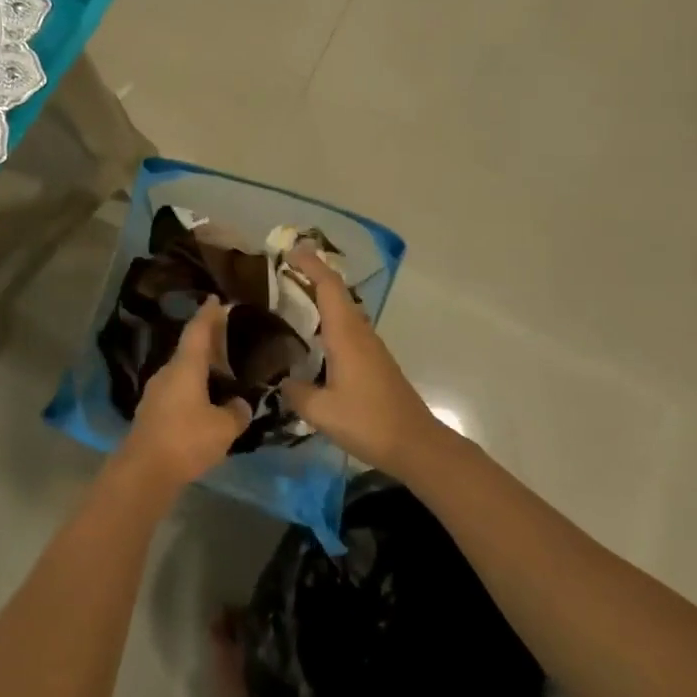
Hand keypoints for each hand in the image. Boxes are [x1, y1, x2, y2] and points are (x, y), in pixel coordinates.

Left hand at [117, 299, 252, 490]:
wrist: (144, 470)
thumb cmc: (186, 440)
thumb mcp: (223, 428)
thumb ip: (236, 412)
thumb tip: (241, 404)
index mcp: (185, 366)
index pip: (198, 331)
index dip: (208, 314)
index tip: (216, 299)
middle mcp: (167, 372)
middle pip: (189, 348)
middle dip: (208, 340)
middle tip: (226, 333)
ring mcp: (156, 392)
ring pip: (182, 369)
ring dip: (200, 366)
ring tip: (221, 369)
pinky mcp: (152, 412)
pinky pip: (177, 388)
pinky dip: (192, 385)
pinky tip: (205, 399)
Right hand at [280, 248, 446, 474]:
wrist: (417, 446)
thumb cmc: (369, 422)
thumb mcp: (321, 412)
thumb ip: (295, 392)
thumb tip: (279, 380)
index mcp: (346, 334)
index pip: (328, 285)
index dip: (310, 264)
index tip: (288, 251)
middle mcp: (359, 332)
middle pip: (336, 291)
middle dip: (311, 275)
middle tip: (280, 271)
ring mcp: (369, 346)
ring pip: (342, 309)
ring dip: (320, 296)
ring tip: (289, 298)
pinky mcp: (374, 361)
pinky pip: (346, 326)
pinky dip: (327, 318)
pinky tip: (311, 336)